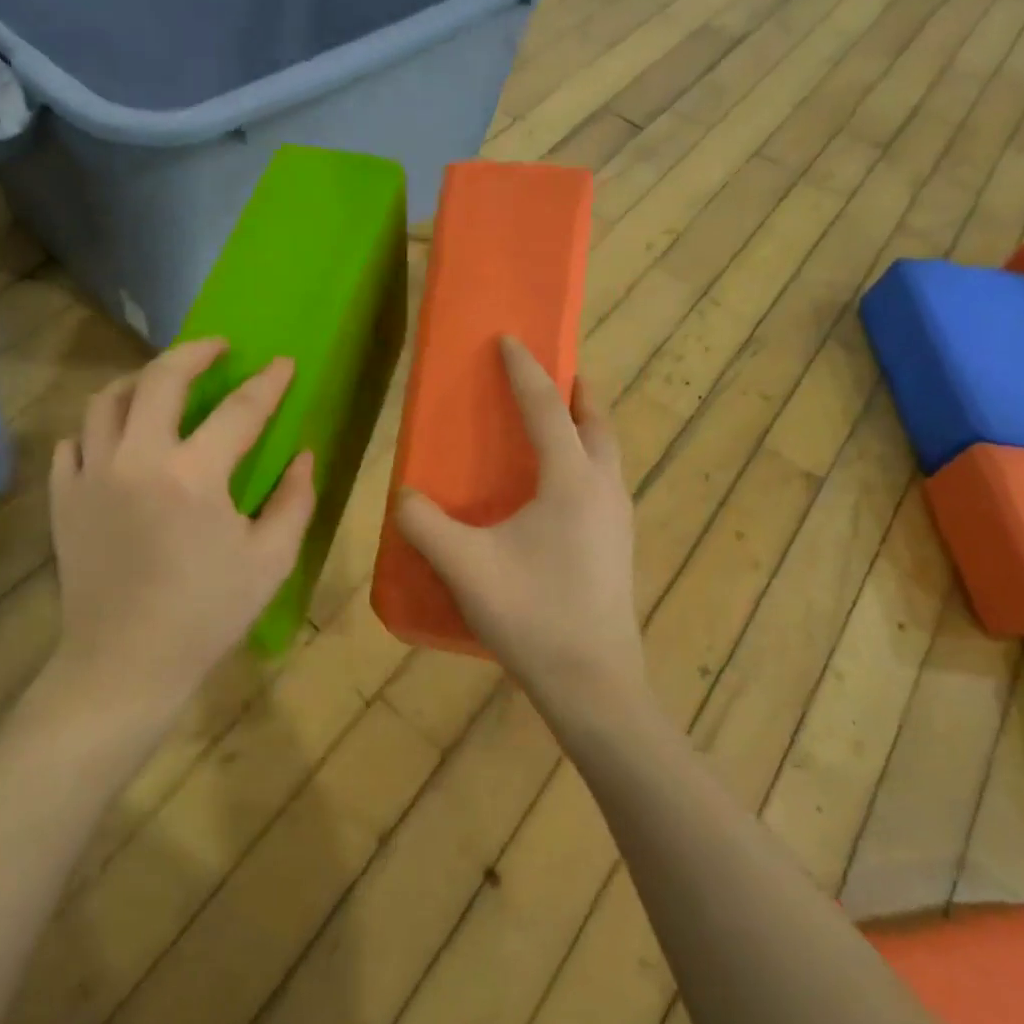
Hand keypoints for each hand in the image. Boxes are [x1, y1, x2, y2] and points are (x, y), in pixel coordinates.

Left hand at [48, 338, 315, 723]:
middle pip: (161, 379)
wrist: (125, 663)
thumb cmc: (207, 615)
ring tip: (161, 382)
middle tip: (218, 348)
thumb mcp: (270, 561)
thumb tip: (303, 454)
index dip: (268, 383)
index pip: (240, 410)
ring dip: (139, 380)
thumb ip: (294, 500)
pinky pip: (74, 441)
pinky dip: (97, 428)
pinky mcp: (63, 497)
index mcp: (194, 475)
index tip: (284, 363)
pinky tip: (116, 437)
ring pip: (106, 400)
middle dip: (194, 352)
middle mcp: (137, 459)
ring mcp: (91, 475)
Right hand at [395, 337, 644, 706]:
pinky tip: (557, 491)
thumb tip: (403, 496)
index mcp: (571, 481)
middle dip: (576, 390)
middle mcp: (604, 489)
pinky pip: (604, 482)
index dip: (525, 370)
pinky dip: (585, 461)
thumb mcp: (464, 565)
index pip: (547, 408)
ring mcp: (619, 520)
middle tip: (553, 374)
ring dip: (585, 426)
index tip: (510, 339)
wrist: (593, 683)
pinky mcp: (618, 546)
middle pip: (597, 422)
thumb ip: (424, 524)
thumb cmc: (531, 614)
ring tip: (555, 424)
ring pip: (608, 453)